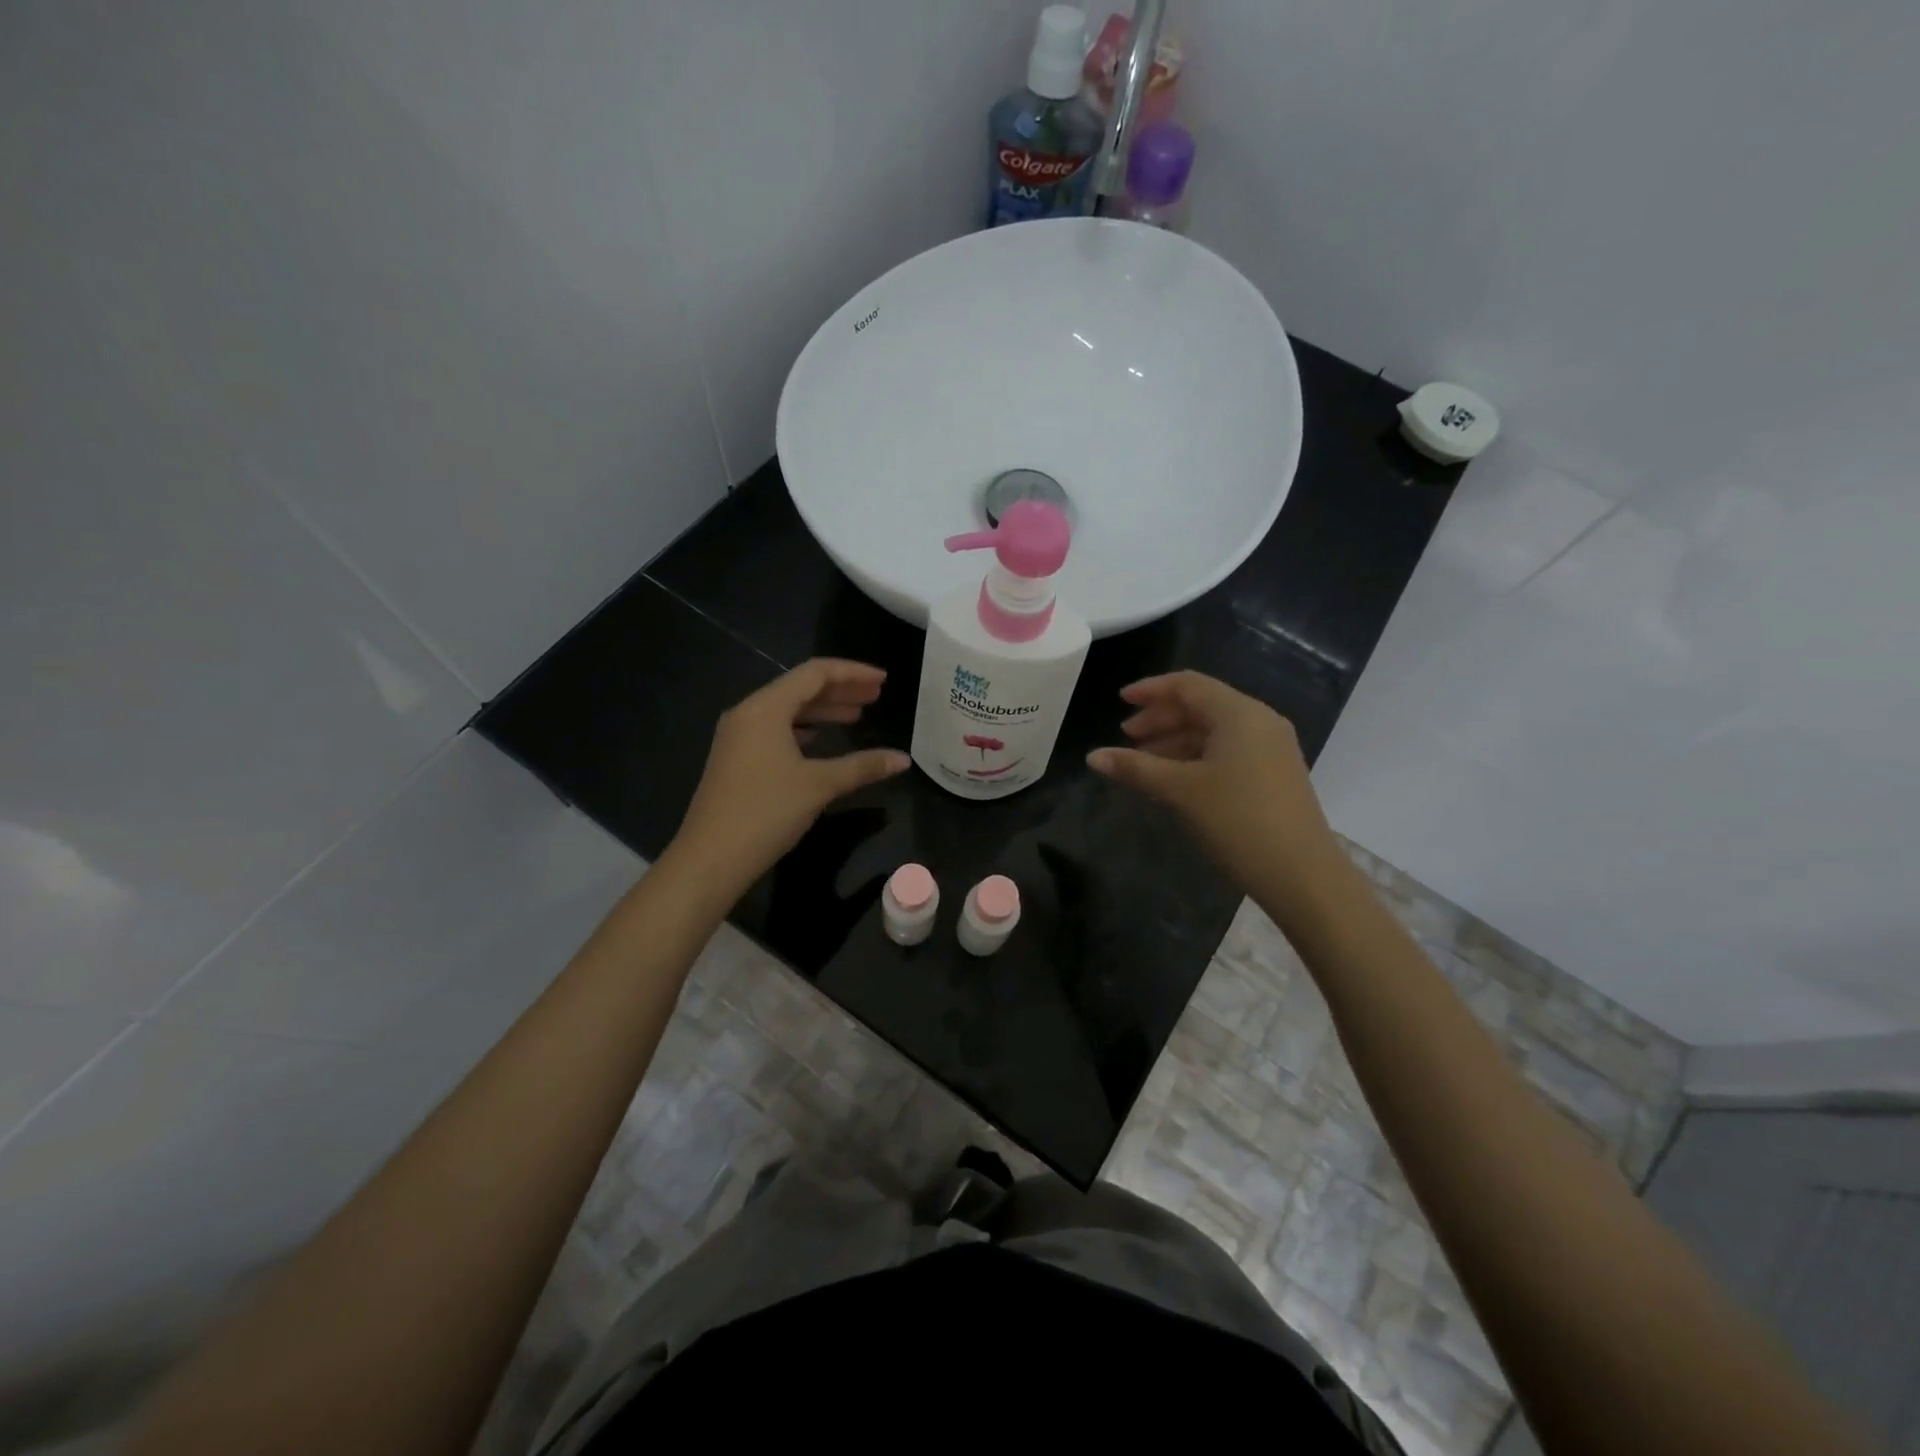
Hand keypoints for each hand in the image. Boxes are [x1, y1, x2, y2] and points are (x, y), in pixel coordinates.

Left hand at [671, 659, 909, 894]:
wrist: (710, 857)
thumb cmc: (766, 811)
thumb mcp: (820, 785)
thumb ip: (863, 766)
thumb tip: (903, 759)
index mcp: (765, 708)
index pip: (815, 673)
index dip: (852, 673)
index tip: (883, 681)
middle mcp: (748, 713)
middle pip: (800, 689)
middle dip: (841, 691)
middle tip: (876, 697)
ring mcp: (739, 737)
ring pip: (788, 711)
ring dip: (823, 711)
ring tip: (857, 717)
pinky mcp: (736, 759)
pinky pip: (776, 730)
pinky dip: (804, 730)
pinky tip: (821, 741)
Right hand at [1087, 671, 1348, 924]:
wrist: (1302, 875)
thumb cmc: (1237, 821)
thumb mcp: (1180, 790)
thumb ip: (1135, 768)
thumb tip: (1093, 756)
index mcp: (1240, 714)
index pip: (1188, 685)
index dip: (1150, 690)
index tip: (1119, 702)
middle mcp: (1259, 722)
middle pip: (1201, 705)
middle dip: (1160, 718)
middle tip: (1127, 738)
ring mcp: (1271, 749)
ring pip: (1214, 731)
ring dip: (1176, 740)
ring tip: (1143, 762)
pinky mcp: (1274, 774)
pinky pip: (1228, 750)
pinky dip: (1196, 757)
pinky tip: (1175, 779)